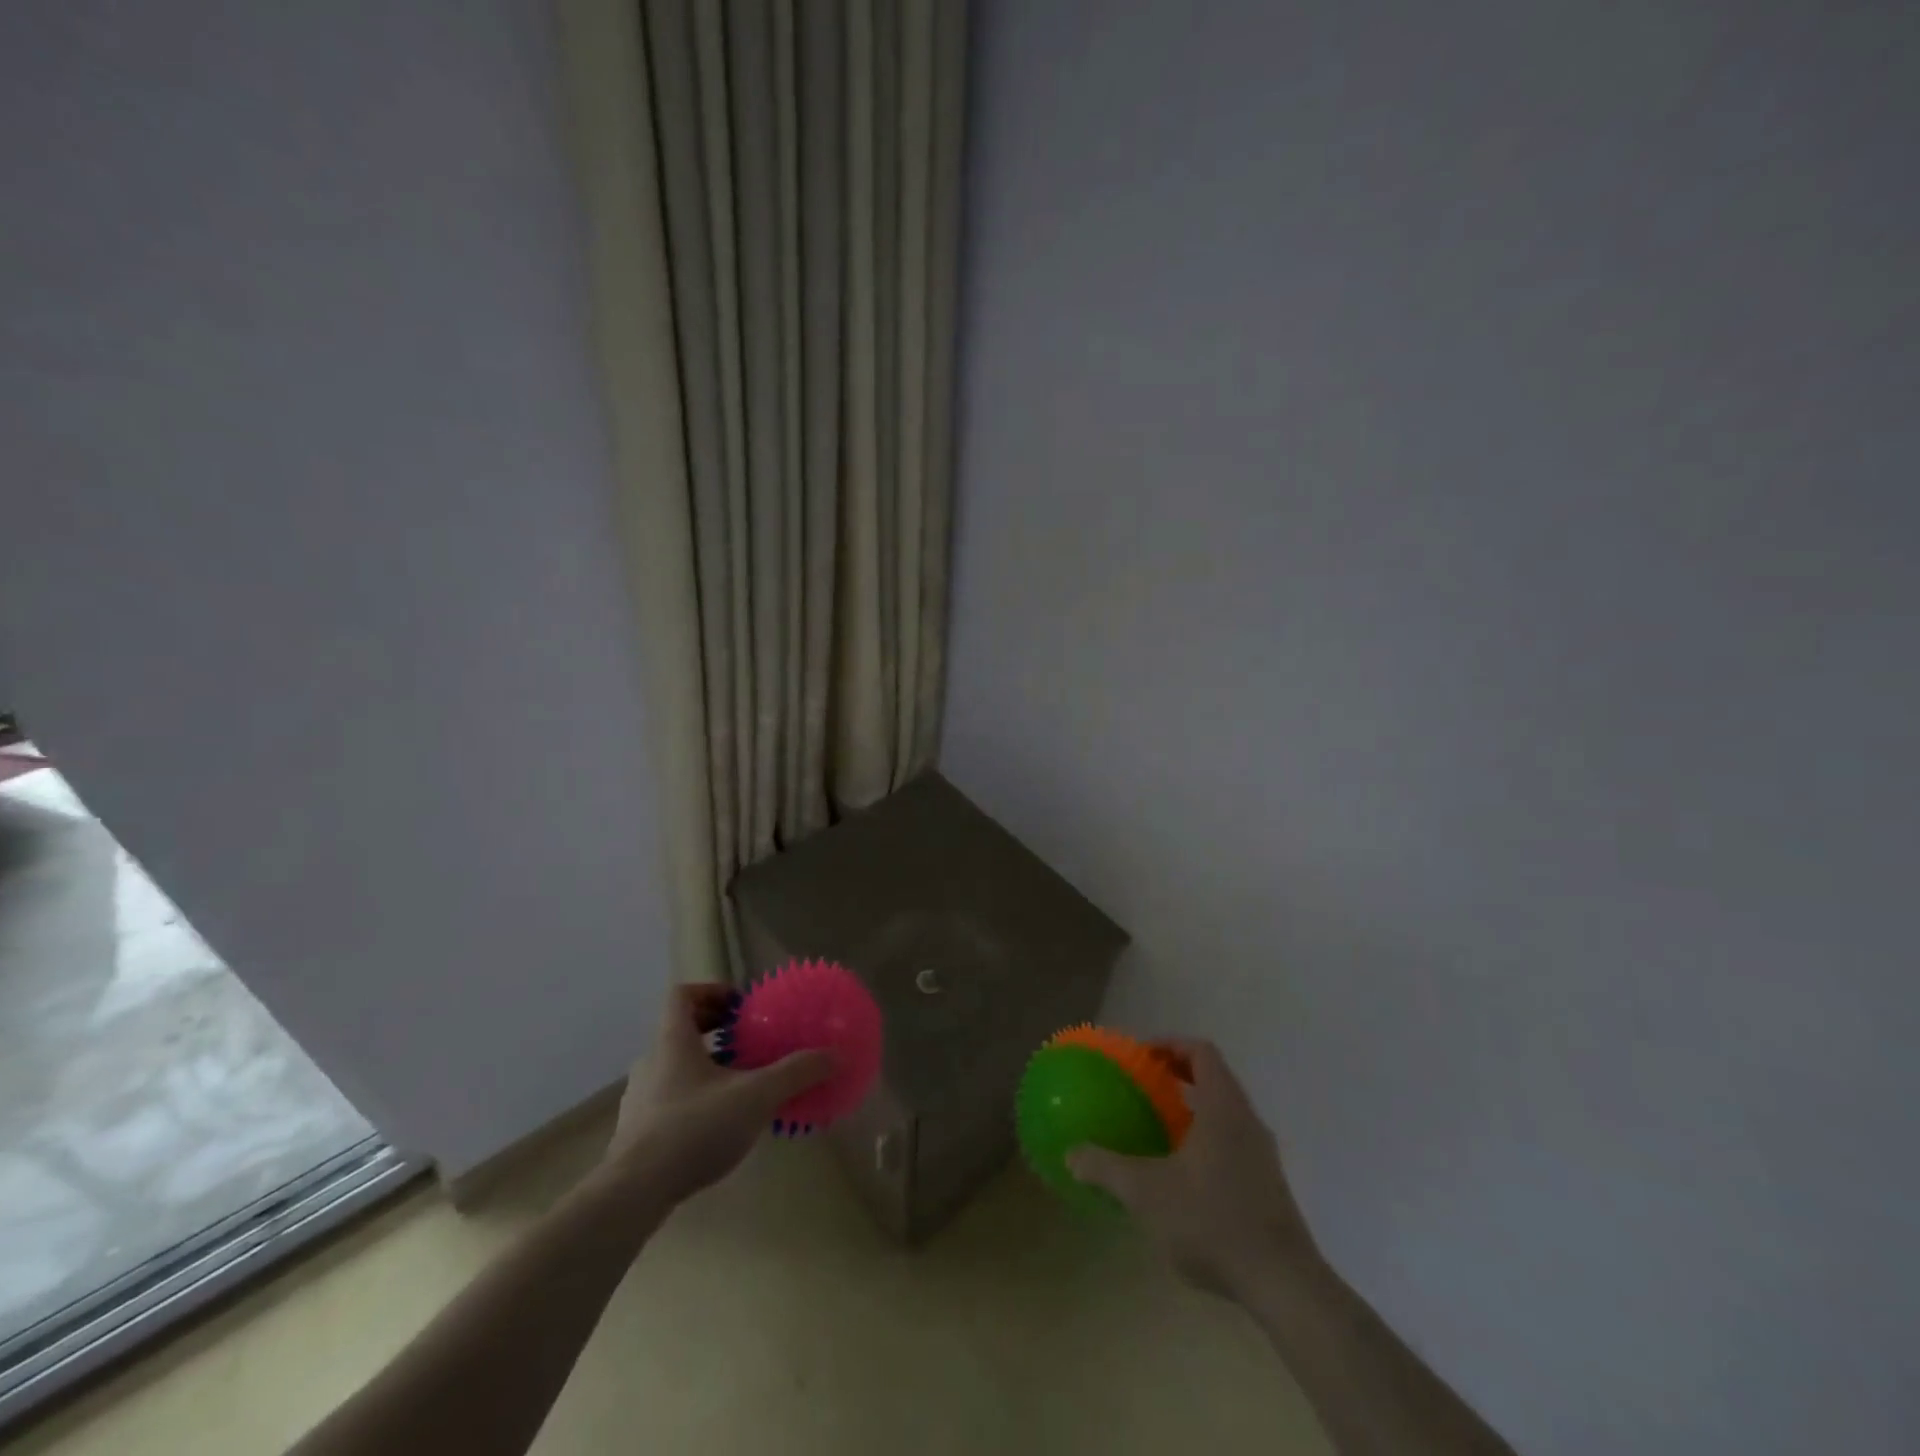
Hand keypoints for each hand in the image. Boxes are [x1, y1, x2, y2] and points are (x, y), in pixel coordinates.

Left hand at [599, 982, 832, 1205]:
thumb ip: (796, 1072)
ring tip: (743, 1084)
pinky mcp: (638, 1132)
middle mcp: (651, 1062)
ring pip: (677, 1067)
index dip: (712, 992)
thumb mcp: (756, 1096)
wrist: (633, 1194)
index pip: (682, 995)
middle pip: (681, 1030)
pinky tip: (722, 1124)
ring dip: (708, 1067)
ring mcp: (640, 1098)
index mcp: (672, 1040)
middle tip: (749, 1041)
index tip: (741, 1006)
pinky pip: (672, 1099)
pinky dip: (697, 1099)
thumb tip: (836, 1054)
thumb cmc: (694, 1128)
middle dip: (716, 1031)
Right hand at [1067, 1038, 1318, 1298]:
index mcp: (1223, 1107)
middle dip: (1178, 1076)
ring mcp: (1262, 1156)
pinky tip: (1181, 1176)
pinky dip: (1206, 1142)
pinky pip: (1233, 1144)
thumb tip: (1072, 1154)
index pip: (1201, 1052)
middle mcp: (1248, 1121)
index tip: (1142, 1055)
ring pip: (1226, 1114)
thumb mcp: (1147, 1193)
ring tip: (1158, 1129)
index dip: (1171, 1044)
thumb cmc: (1213, 1221)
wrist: (1284, 1285)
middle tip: (1143, 1086)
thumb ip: (1106, 1169)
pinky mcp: (1268, 1187)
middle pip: (1215, 1079)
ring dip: (1193, 1111)